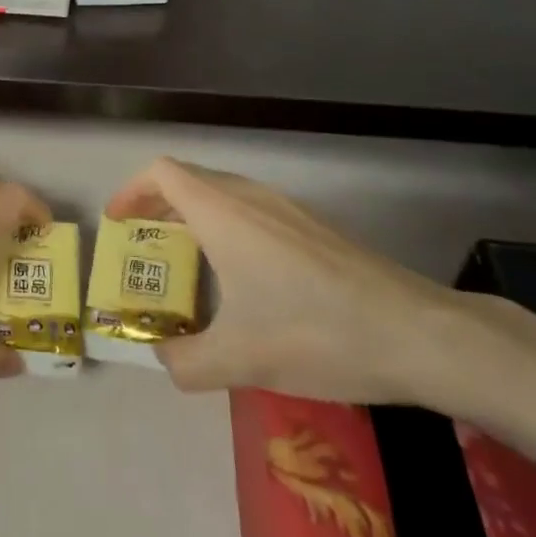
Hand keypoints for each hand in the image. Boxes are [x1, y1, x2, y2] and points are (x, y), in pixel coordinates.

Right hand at [105, 157, 464, 403]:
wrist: (417, 334)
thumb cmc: (316, 333)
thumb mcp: (240, 360)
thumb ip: (185, 362)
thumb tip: (161, 361)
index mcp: (222, 213)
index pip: (162, 173)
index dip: (131, 190)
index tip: (118, 223)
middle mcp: (250, 197)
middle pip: (189, 179)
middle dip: (157, 205)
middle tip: (142, 244)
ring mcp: (285, 208)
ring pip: (222, 193)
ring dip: (192, 214)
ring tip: (184, 259)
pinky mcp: (311, 227)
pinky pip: (250, 209)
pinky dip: (224, 225)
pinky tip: (240, 276)